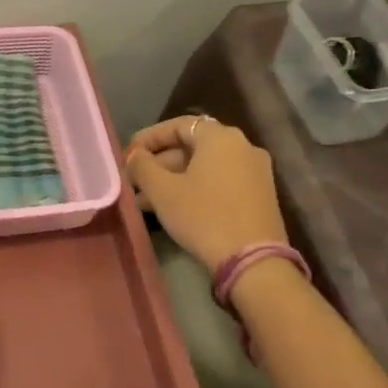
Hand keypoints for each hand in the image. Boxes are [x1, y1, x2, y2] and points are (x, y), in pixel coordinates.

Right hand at [125, 116, 288, 271]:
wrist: (253, 261)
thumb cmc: (203, 216)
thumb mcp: (163, 191)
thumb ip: (142, 166)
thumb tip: (135, 156)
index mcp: (221, 137)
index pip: (178, 125)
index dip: (149, 138)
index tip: (128, 155)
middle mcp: (243, 146)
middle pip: (192, 146)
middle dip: (159, 163)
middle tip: (134, 181)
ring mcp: (255, 171)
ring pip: (205, 167)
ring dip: (174, 179)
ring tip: (145, 201)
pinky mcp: (260, 195)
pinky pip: (220, 181)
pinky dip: (195, 188)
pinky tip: (173, 208)